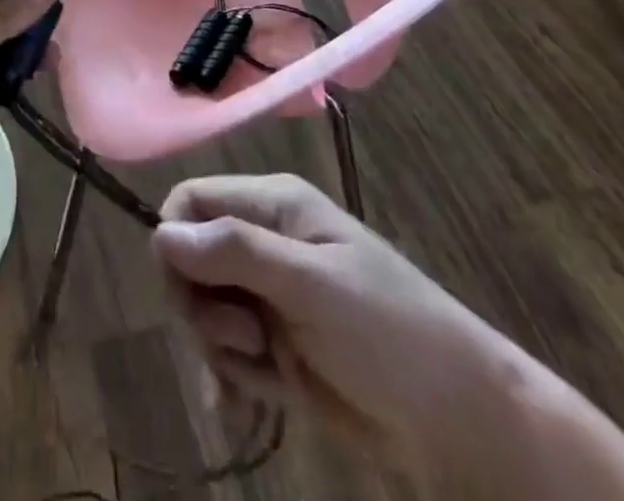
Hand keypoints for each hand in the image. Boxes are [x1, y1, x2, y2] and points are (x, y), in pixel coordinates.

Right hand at [153, 174, 516, 465]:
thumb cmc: (389, 333)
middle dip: (202, 305)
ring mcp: (270, 295)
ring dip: (221, 347)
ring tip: (266, 369)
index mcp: (273, 205)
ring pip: (205, 309)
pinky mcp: (277, 346)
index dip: (176, 240)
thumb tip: (161, 235)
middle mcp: (264, 242)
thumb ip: (236, 253)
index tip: (188, 291)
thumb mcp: (311, 285)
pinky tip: (239, 409)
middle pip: (190, 258)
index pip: (191, 201)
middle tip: (245, 339)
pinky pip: (226, 353)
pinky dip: (228, 379)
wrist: (462, 422)